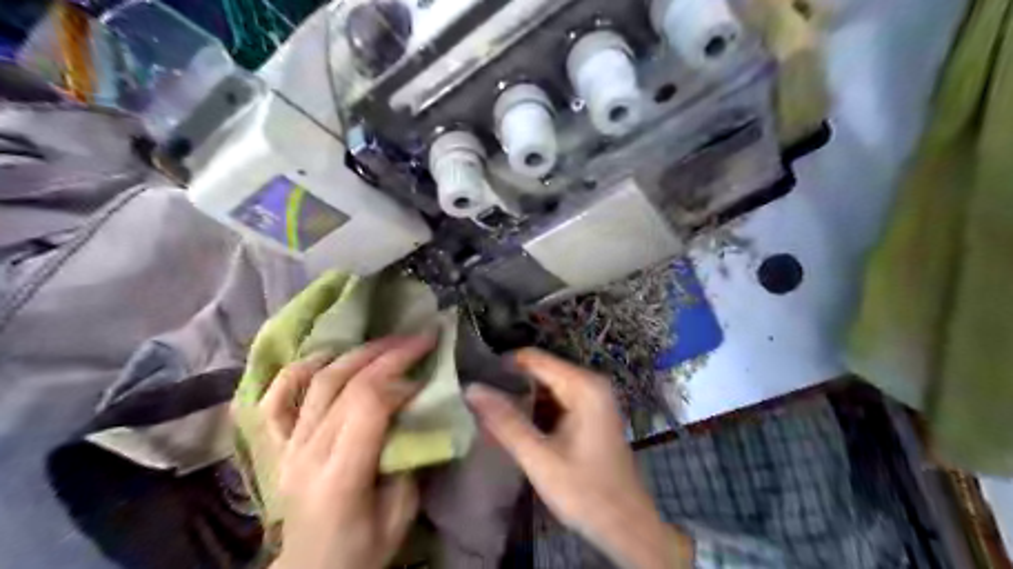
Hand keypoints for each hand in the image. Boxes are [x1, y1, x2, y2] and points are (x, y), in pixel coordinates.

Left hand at [259, 332, 436, 568]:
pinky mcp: (276, 446)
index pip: (366, 406)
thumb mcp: (399, 517)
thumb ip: (408, 462)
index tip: (426, 377)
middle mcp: (306, 454)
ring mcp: (285, 447)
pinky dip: (297, 370)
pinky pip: (276, 399)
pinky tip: (325, 354)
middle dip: (388, 353)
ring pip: (317, 382)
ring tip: (386, 340)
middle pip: (345, 384)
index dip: (400, 381)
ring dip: (356, 352)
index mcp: (339, 477)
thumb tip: (417, 414)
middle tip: (419, 337)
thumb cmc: (360, 551)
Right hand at [464, 348, 688, 567]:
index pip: (533, 358)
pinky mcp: (591, 414)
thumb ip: (505, 422)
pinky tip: (515, 425)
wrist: (627, 527)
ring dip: (521, 398)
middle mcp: (591, 383)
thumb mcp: (539, 458)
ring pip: (547, 386)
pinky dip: (536, 410)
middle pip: (541, 371)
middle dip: (510, 384)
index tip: (474, 379)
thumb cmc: (586, 492)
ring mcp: (593, 398)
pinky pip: (557, 401)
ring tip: (489, 412)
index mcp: (584, 386)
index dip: (501, 366)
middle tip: (477, 401)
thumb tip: (471, 389)